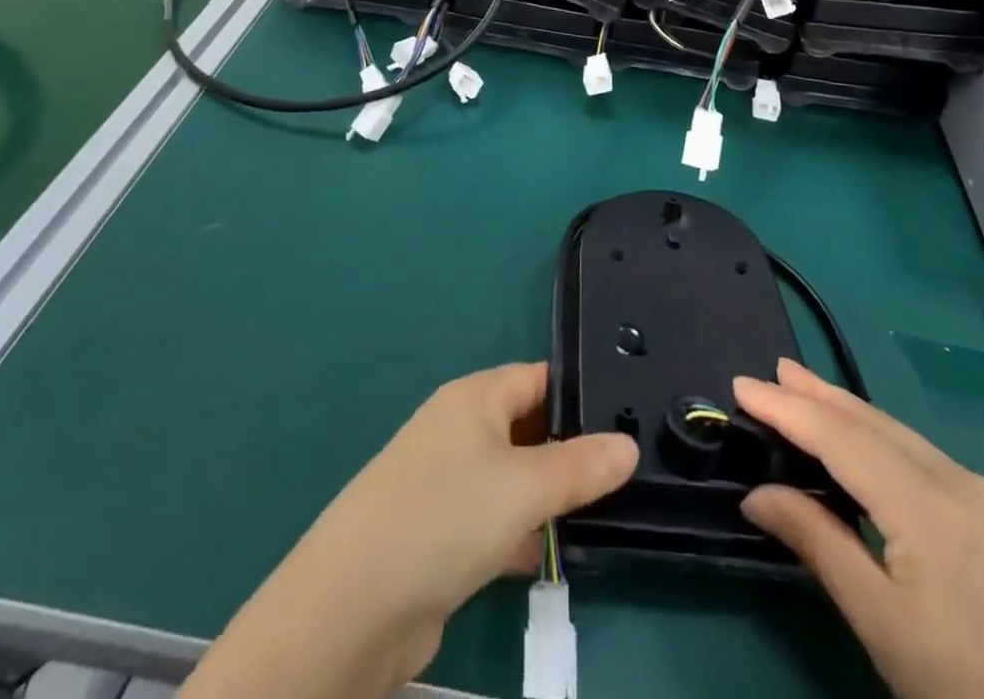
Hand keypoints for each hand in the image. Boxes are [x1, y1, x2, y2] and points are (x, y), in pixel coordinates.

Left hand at [186, 362, 637, 698]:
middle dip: (571, 450)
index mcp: (474, 397)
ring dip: (548, 497)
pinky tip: (551, 559)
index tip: (629, 416)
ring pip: (513, 478)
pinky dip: (521, 535)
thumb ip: (580, 466)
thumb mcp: (524, 486)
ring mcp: (447, 483)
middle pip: (527, 427)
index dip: (580, 394)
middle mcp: (460, 430)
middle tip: (627, 474)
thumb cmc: (445, 516)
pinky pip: (494, 521)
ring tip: (603, 517)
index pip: (538, 378)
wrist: (354, 605)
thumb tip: (628, 444)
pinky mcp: (441, 535)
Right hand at [736, 359, 983, 698]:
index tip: (741, 386)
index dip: (787, 408)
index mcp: (927, 506)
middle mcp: (959, 482)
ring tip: (807, 389)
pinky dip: (882, 439)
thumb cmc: (964, 694)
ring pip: (901, 435)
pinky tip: (867, 443)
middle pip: (873, 423)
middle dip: (819, 394)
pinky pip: (926, 458)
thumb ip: (817, 543)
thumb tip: (756, 494)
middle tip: (773, 369)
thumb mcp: (880, 624)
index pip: (840, 438)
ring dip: (849, 412)